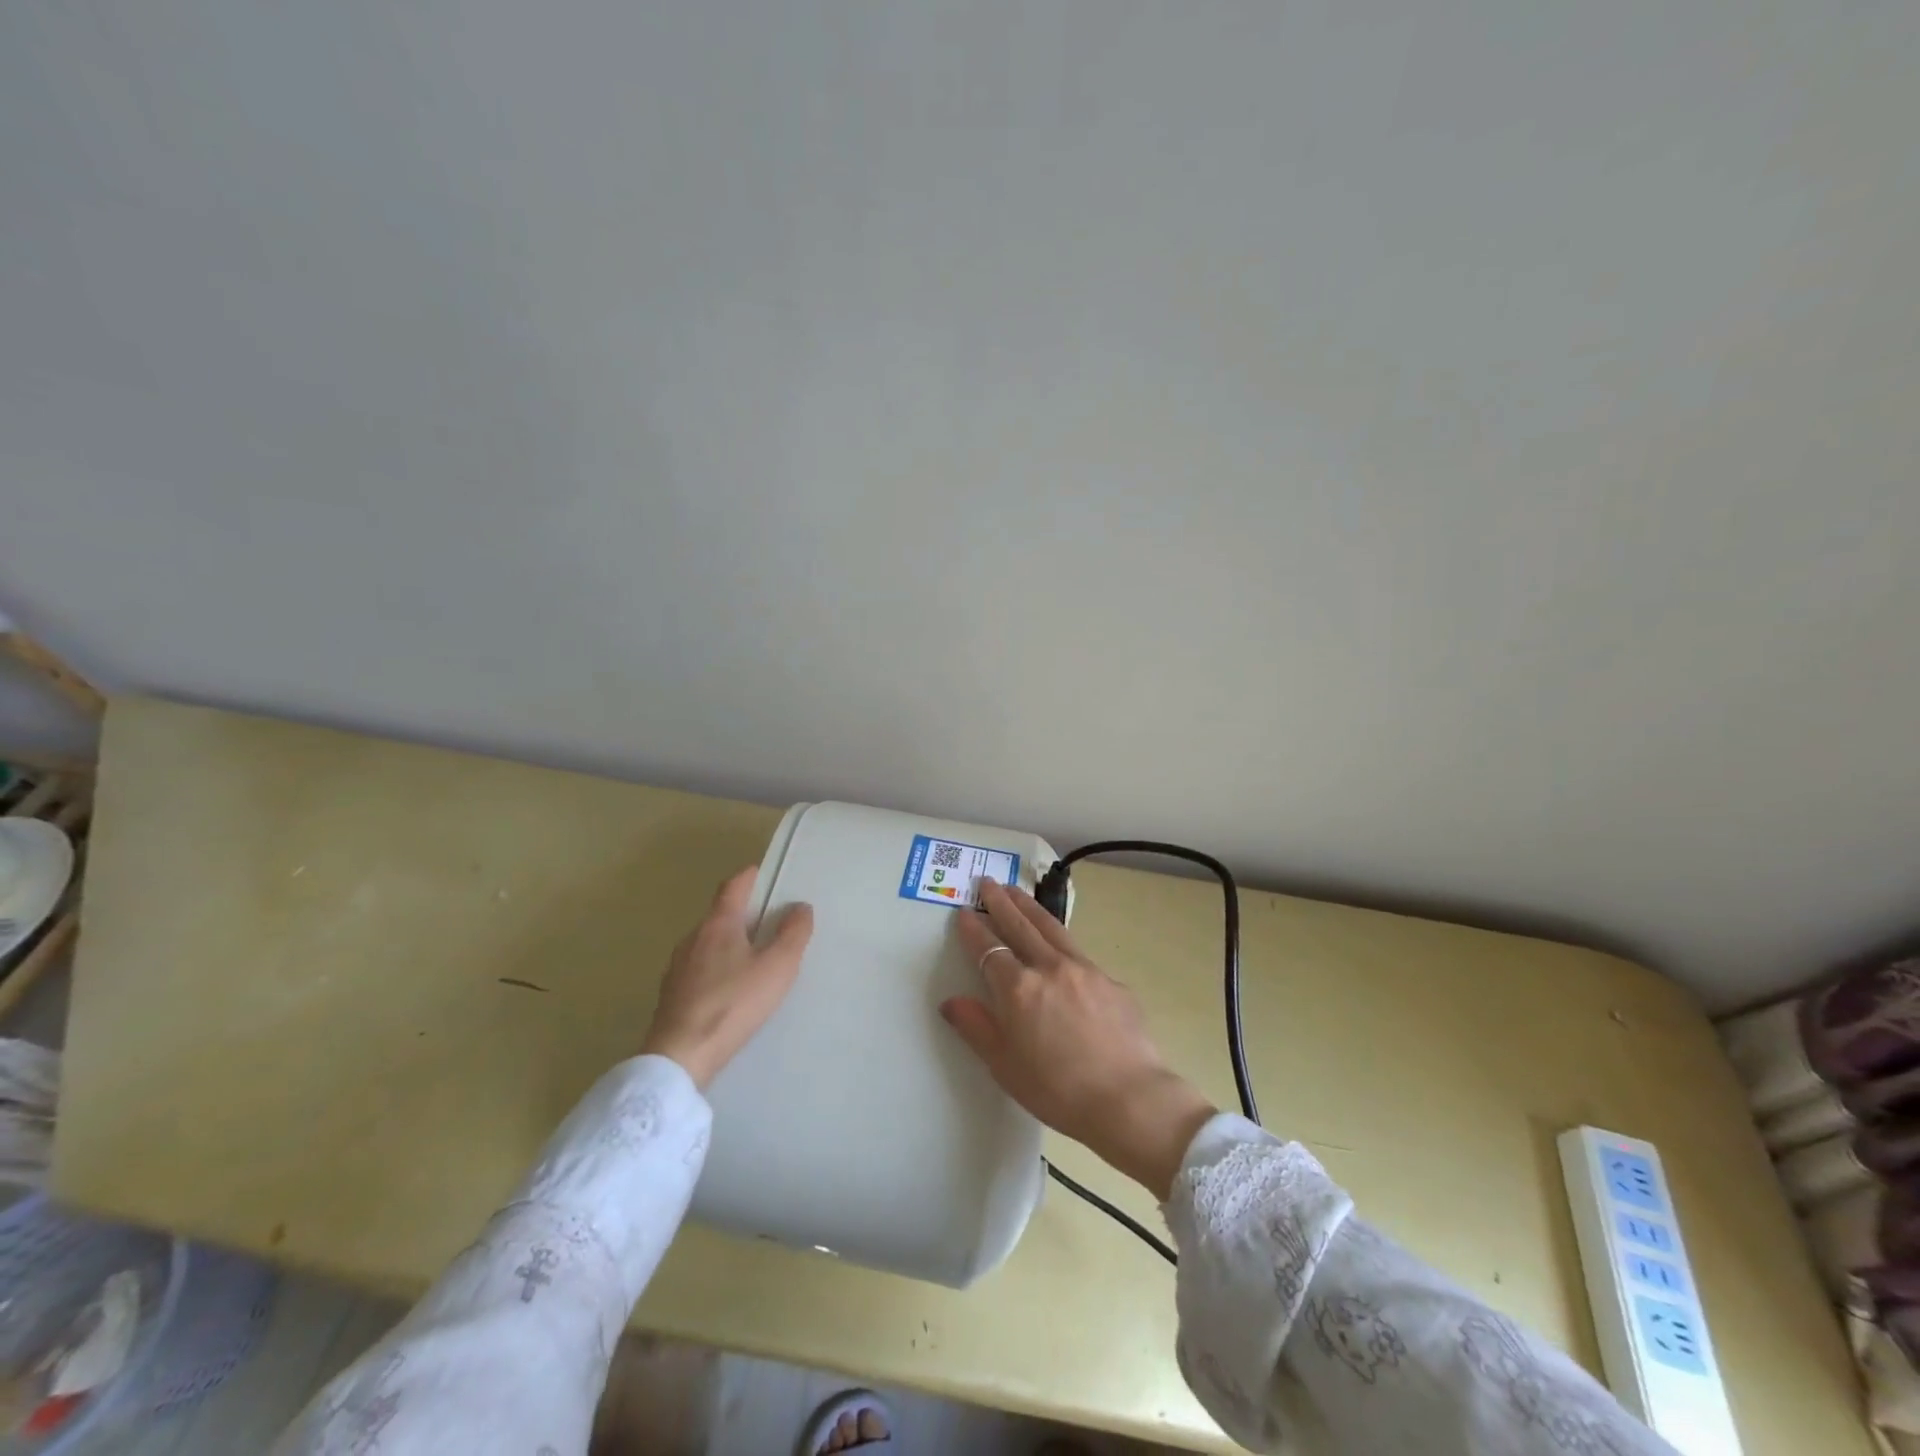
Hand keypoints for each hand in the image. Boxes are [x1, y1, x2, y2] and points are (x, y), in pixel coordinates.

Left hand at [640, 866, 813, 1088]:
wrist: (681, 1055)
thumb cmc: (734, 1003)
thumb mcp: (777, 966)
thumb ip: (793, 934)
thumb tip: (800, 907)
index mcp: (718, 924)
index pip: (732, 887)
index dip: (748, 877)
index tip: (761, 872)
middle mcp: (693, 939)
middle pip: (719, 915)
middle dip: (742, 913)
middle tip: (768, 920)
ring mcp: (677, 968)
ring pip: (708, 944)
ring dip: (729, 943)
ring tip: (752, 957)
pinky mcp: (671, 996)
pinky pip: (699, 970)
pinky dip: (717, 968)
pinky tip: (730, 989)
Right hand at [942, 879, 1215, 1199]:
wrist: (1128, 1099)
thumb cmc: (1057, 1090)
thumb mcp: (1004, 1066)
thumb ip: (976, 1027)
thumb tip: (951, 1001)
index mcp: (1018, 989)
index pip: (989, 948)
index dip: (974, 929)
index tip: (964, 912)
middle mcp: (1049, 967)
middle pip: (1020, 925)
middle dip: (1001, 902)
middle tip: (988, 882)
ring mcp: (1084, 969)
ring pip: (1051, 928)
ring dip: (1030, 907)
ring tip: (1017, 891)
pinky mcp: (1111, 980)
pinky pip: (1078, 952)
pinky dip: (1061, 939)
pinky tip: (1059, 942)